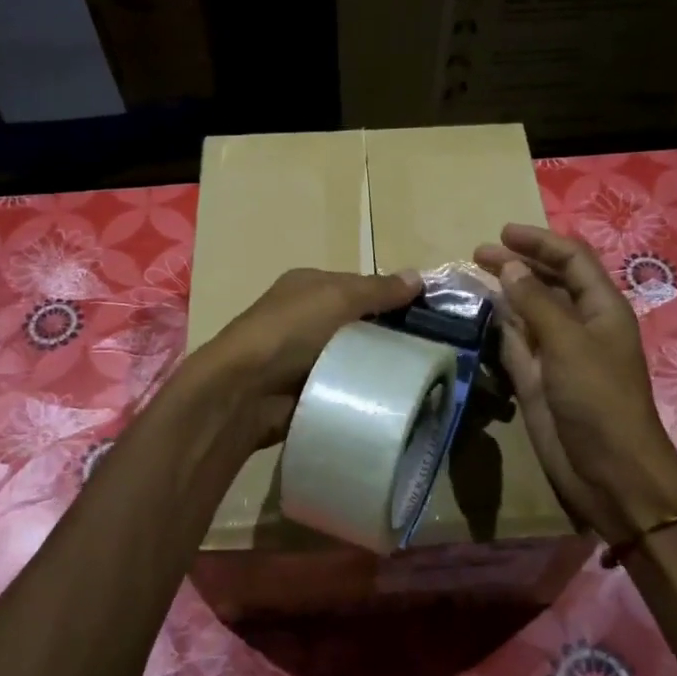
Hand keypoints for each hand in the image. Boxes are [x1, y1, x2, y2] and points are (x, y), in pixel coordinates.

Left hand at [193, 267, 423, 445]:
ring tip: (421, 378)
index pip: (360, 286)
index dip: (392, 297)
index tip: (430, 316)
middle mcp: (306, 318)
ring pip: (355, 357)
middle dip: (391, 335)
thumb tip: (418, 276)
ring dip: (379, 367)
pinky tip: (391, 399)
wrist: (244, 391)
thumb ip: (378, 289)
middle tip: (432, 351)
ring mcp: (305, 357)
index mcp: (309, 286)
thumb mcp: (337, 297)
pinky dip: (363, 391)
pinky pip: (346, 387)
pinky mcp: (308, 390)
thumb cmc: (289, 331)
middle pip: (360, 323)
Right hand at [474, 224, 676, 540]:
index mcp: (601, 308)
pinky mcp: (537, 380)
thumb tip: (509, 267)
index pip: (572, 259)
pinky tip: (478, 317)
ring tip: (471, 279)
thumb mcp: (568, 343)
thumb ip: (536, 303)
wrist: (608, 472)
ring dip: (505, 294)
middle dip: (517, 264)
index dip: (540, 242)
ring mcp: (557, 354)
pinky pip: (515, 344)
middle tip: (477, 255)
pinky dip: (498, 328)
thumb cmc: (598, 400)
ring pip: (528, 312)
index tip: (501, 233)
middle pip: (548, 282)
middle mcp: (580, 325)